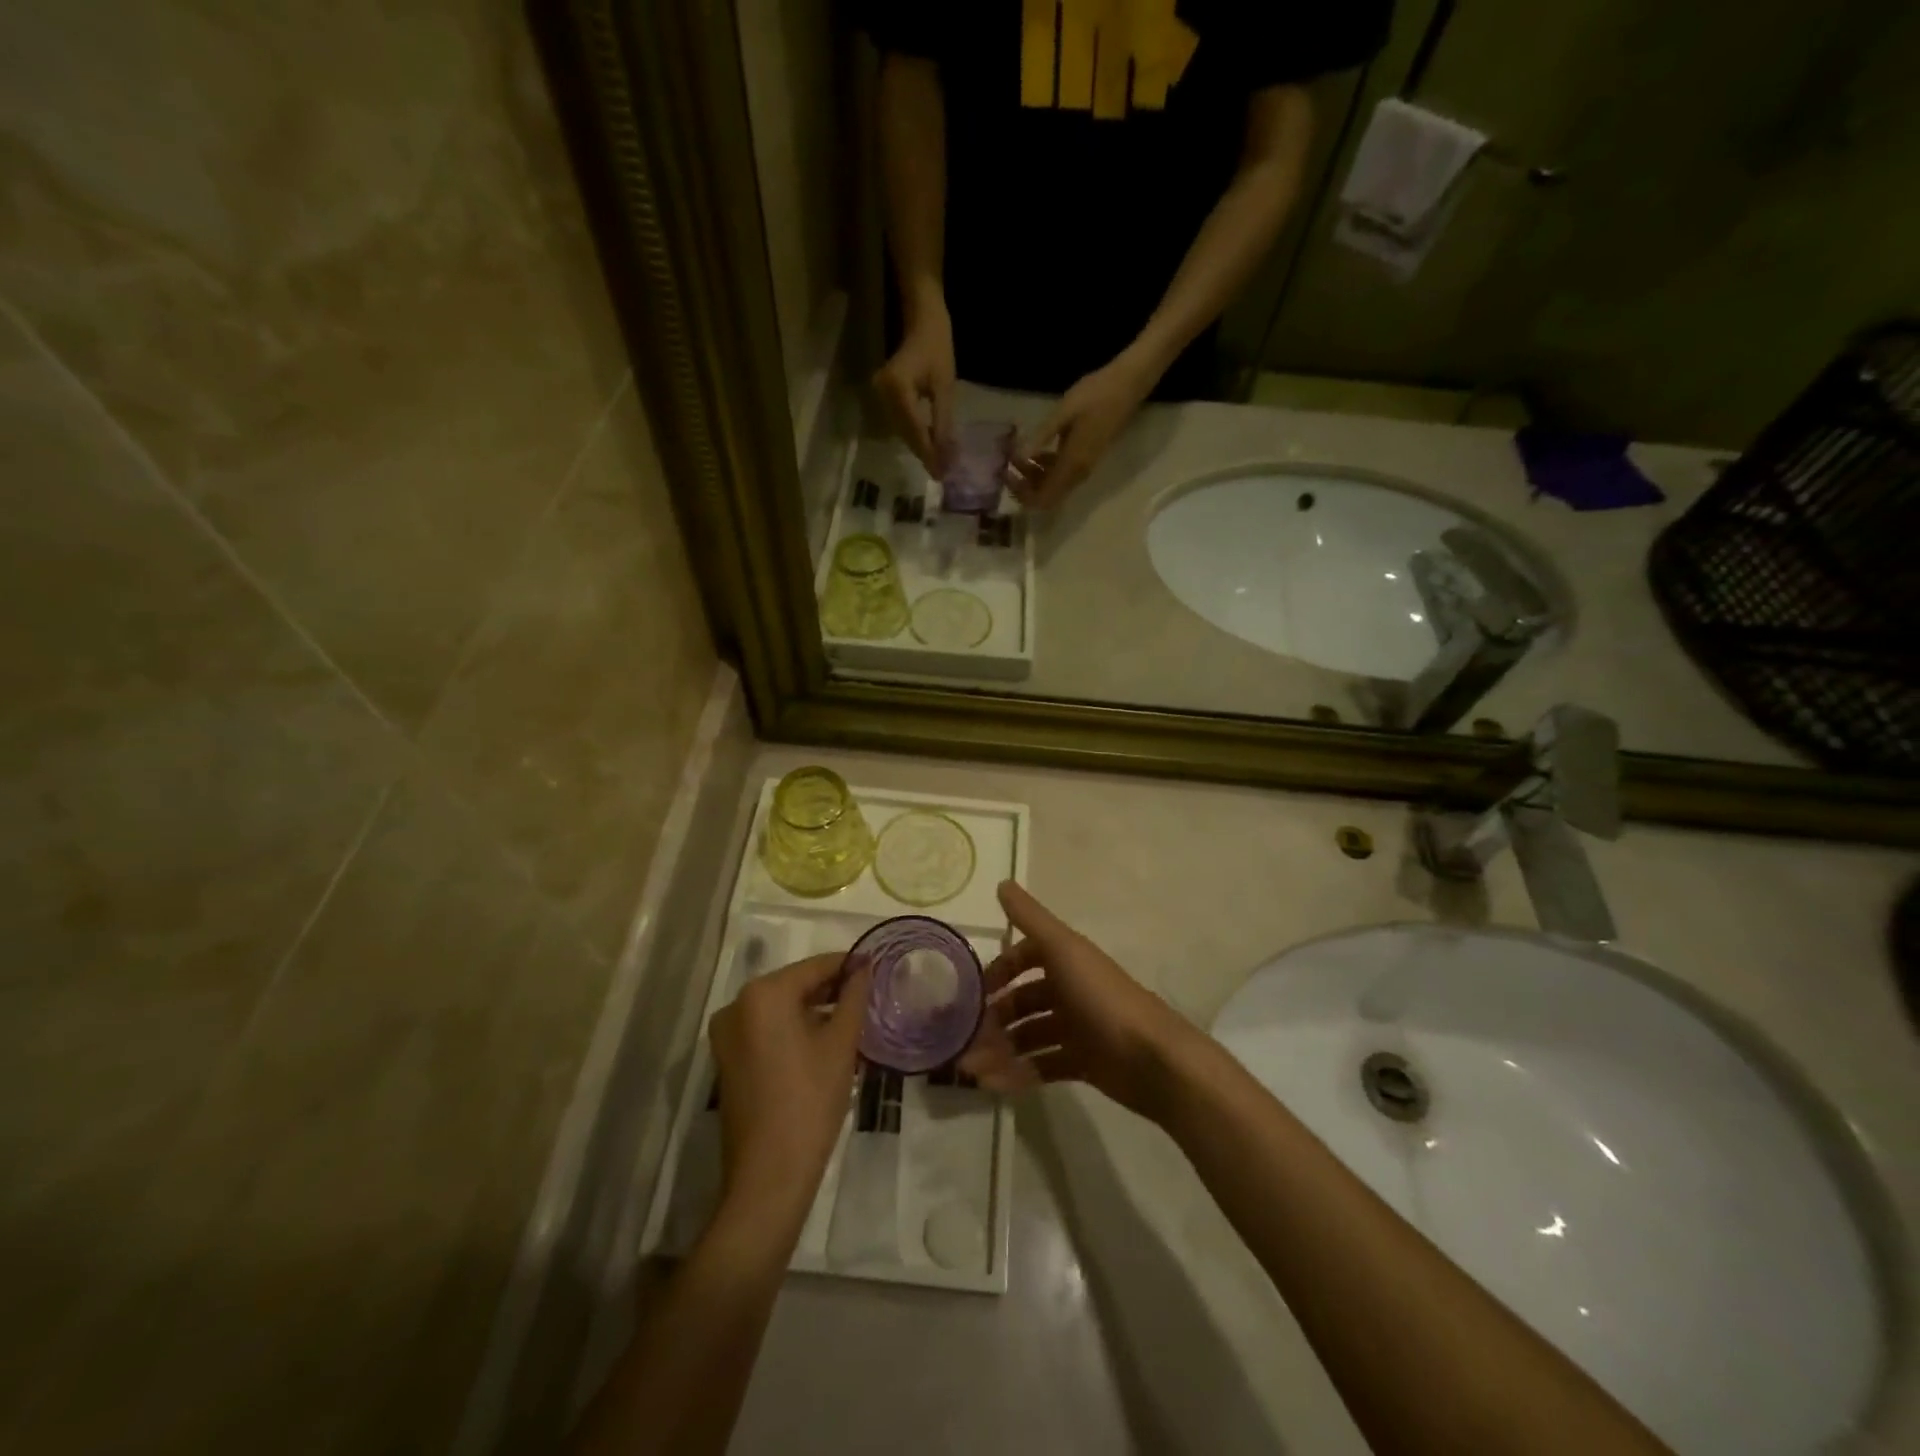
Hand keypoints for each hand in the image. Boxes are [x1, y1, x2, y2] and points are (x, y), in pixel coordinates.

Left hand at [708, 952, 872, 1223]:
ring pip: (779, 1008)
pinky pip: (765, 1029)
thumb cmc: (810, 1101)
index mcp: (763, 994)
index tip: (877, 968)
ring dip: (813, 1010)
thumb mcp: (841, 1044)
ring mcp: (726, 1033)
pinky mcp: (726, 1059)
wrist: (769, 1176)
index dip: (848, 966)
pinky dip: (792, 1029)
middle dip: (830, 989)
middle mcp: (737, 1005)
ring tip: (850, 1020)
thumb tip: (864, 966)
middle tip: (867, 996)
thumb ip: (854, 996)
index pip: (815, 966)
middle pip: (794, 985)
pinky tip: (822, 1043)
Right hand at [873, 306, 955, 473]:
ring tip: (938, 465)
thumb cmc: (937, 347)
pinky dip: (914, 436)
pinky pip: (900, 423)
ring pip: (902, 432)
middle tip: (942, 474)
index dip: (928, 453)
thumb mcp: (945, 386)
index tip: (941, 474)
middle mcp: (882, 394)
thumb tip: (947, 456)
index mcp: (897, 389)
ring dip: (919, 448)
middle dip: (924, 454)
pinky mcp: (882, 397)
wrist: (921, 321)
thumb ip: (943, 422)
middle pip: (905, 434)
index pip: (914, 430)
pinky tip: (928, 447)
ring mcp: (879, 396)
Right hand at [959, 882, 1201, 1121]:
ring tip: (972, 1070)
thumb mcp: (1063, 950)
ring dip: (1000, 1050)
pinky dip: (1018, 1073)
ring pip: (1029, 1035)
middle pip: (1024, 1001)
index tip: (975, 992)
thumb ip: (1030, 919)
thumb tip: (1002, 882)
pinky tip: (994, 1085)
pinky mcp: (1083, 1063)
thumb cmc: (1102, 998)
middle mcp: (1070, 990)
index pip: (1025, 957)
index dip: (1000, 971)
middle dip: (995, 1018)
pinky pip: (1042, 1065)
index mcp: (1066, 960)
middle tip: (966, 1039)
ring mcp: (1077, 1028)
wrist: (1152, 1059)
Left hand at [1006, 350, 1158, 510]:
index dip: (1022, 494)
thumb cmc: (1096, 394)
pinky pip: (1061, 474)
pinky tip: (1035, 449)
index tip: (1007, 474)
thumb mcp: (1064, 412)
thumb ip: (1042, 436)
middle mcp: (1078, 473)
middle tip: (1008, 464)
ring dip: (1033, 476)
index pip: (1044, 498)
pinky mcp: (1085, 458)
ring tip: (1017, 454)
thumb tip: (1019, 457)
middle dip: (1024, 486)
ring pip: (1053, 486)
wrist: (1128, 385)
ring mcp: (1084, 467)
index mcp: (1073, 464)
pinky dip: (1045, 468)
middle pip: (1047, 496)